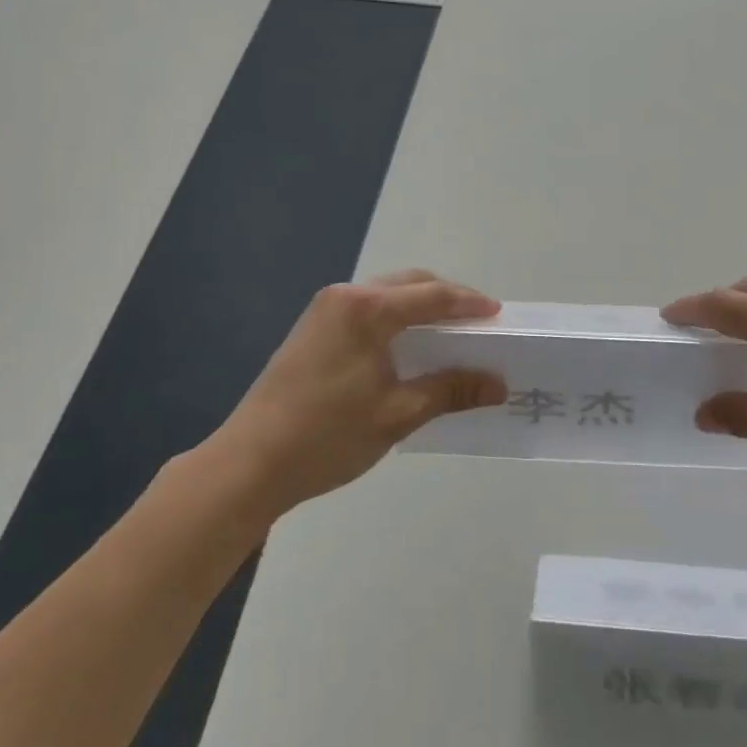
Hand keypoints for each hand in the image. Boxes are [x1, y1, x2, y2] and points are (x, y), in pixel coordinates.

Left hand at [217, 271, 505, 515]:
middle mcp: (345, 296)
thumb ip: (450, 390)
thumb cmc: (327, 436)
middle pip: (408, 284)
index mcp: (367, 309)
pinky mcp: (313, 328)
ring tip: (448, 334)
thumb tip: (498, 383)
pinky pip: (367, 309)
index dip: (468, 303)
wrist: (248, 463)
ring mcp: (324, 310)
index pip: (431, 295)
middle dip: (446, 299)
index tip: (498, 314)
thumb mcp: (397, 414)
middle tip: (477, 323)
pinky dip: (395, 318)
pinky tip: (407, 345)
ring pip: (386, 294)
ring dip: (419, 307)